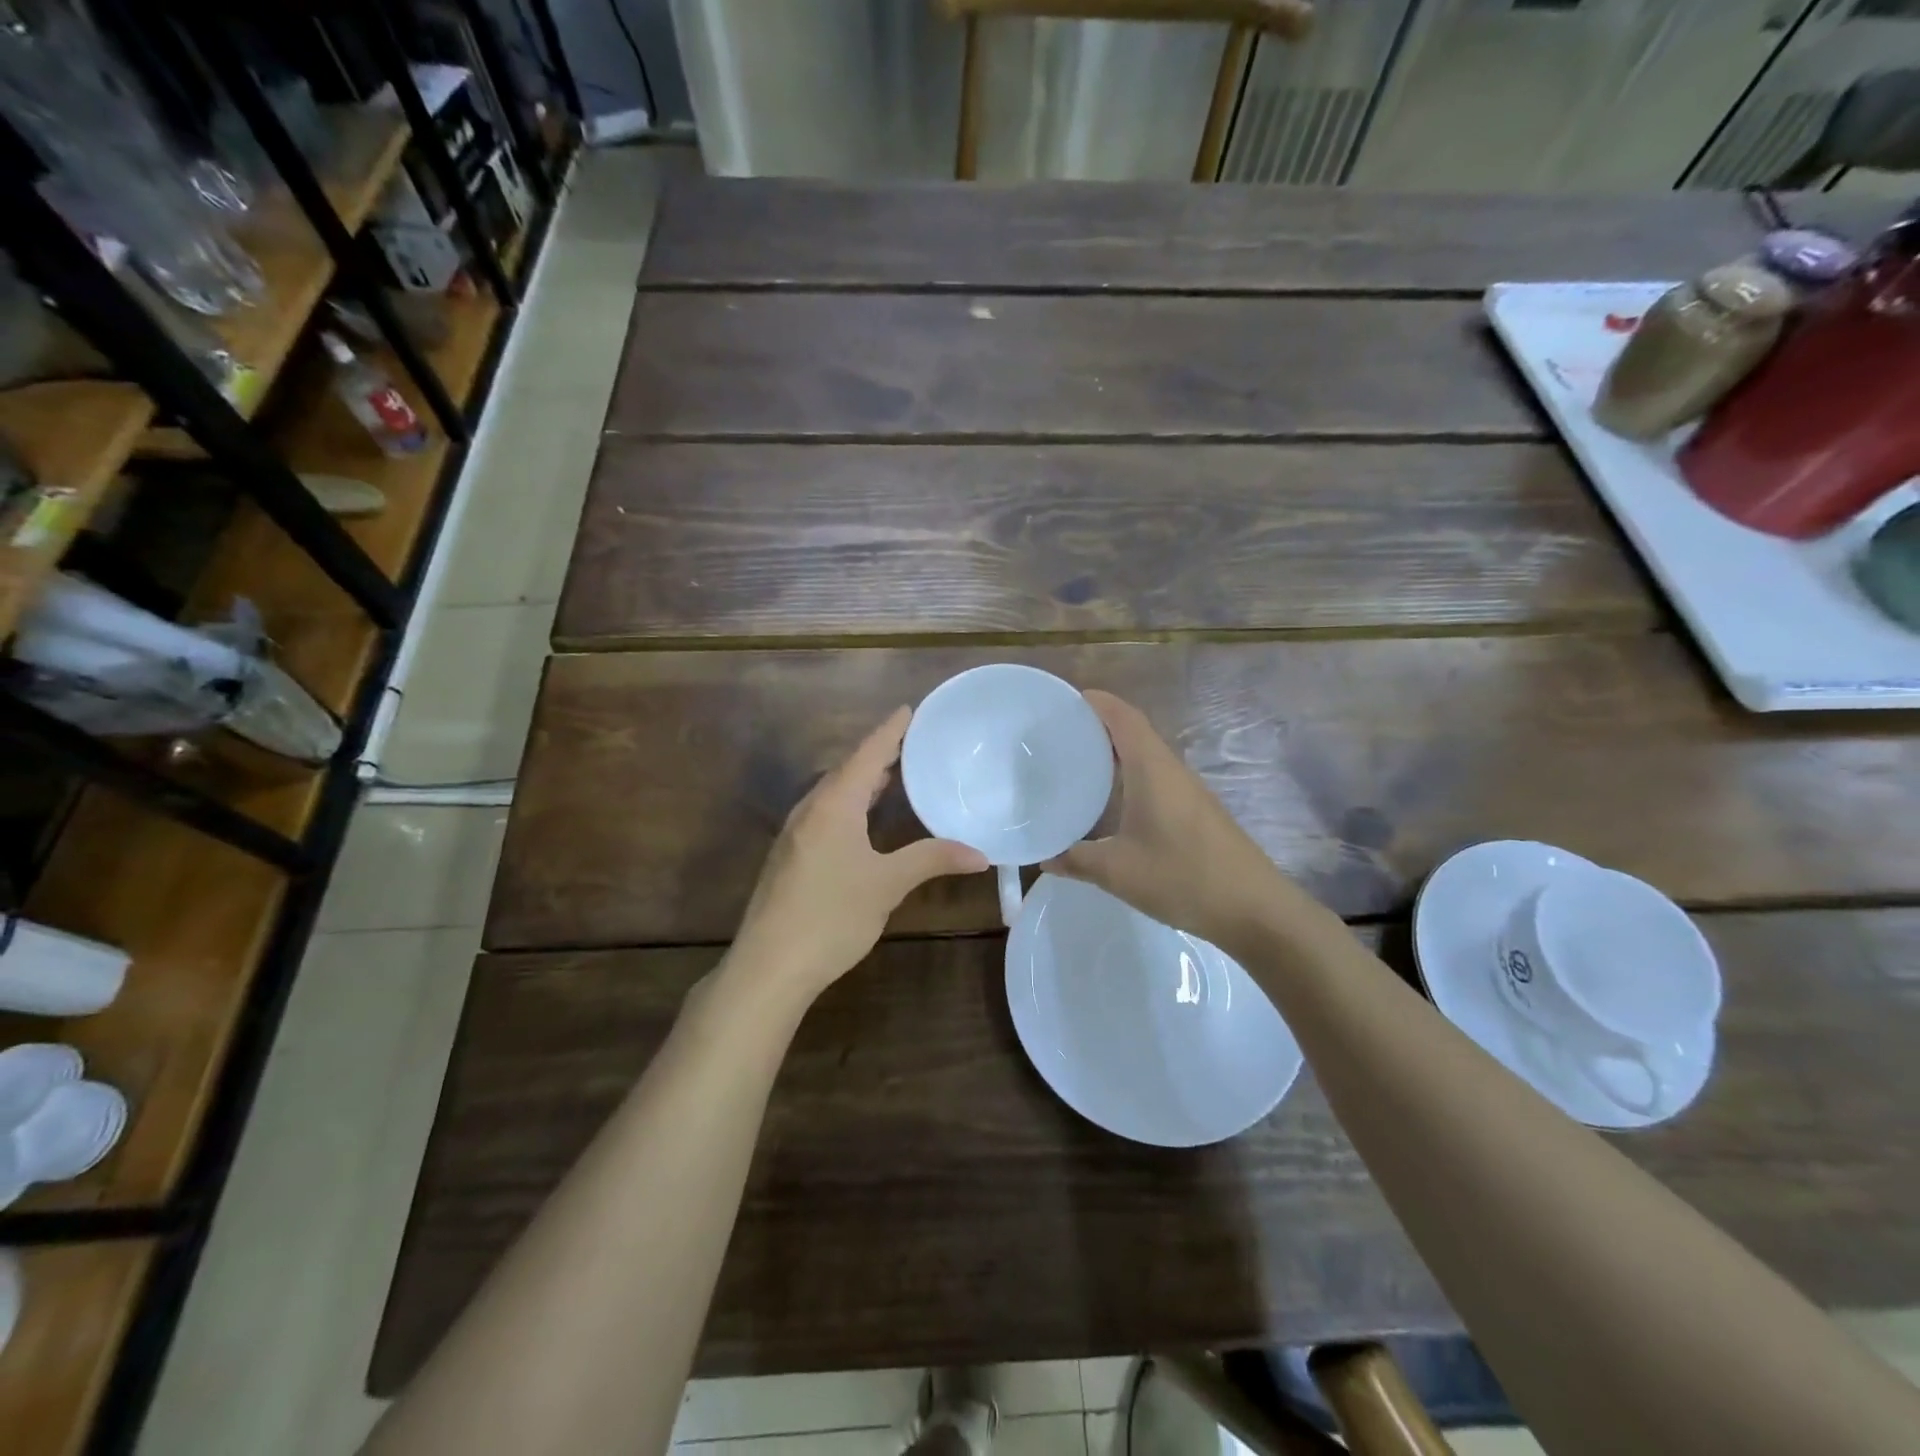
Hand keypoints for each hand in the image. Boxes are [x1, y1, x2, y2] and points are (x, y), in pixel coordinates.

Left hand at [726, 707, 986, 1006]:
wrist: (769, 966)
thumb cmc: (831, 915)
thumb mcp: (887, 885)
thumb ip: (932, 860)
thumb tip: (981, 854)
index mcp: (834, 804)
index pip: (867, 754)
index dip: (890, 731)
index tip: (909, 709)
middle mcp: (810, 809)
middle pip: (847, 770)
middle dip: (877, 754)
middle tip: (911, 743)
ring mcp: (795, 834)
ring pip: (833, 793)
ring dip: (862, 781)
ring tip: (892, 776)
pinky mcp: (790, 857)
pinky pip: (825, 813)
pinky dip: (850, 804)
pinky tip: (863, 821)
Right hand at [1044, 691, 1310, 953]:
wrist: (1254, 909)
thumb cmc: (1182, 877)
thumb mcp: (1117, 871)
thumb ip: (1076, 859)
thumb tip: (1044, 856)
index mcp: (1152, 769)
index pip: (1123, 717)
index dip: (1095, 702)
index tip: (1063, 701)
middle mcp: (1171, 770)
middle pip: (1134, 731)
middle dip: (1097, 726)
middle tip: (1058, 735)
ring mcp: (1188, 791)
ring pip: (1146, 757)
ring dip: (1115, 753)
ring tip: (1077, 763)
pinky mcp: (1196, 812)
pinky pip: (1156, 779)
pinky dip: (1129, 777)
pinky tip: (1112, 803)